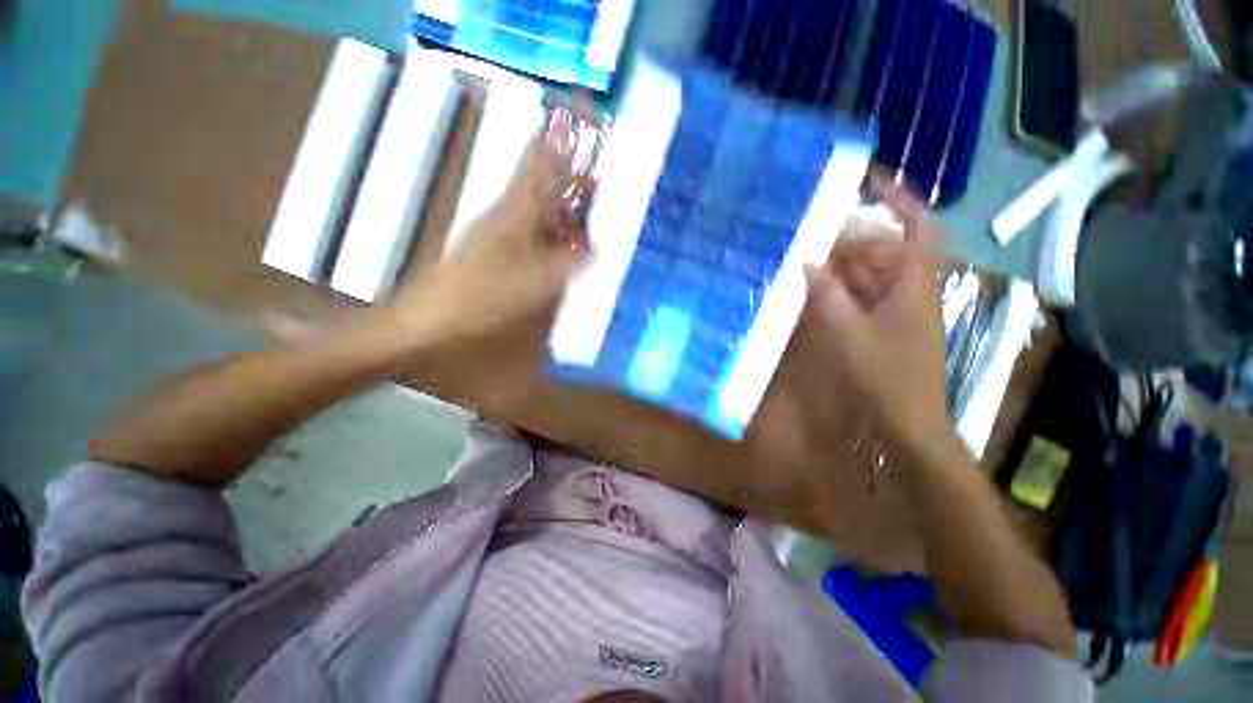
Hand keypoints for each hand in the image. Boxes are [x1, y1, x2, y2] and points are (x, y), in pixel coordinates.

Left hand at [389, 113, 592, 344]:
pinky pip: (530, 229)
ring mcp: (497, 228)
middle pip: (542, 183)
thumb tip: (599, 247)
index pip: (540, 162)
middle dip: (571, 181)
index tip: (583, 129)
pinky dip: (550, 232)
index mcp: (515, 209)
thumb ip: (570, 262)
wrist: (432, 313)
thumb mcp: (535, 280)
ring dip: (562, 208)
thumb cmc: (483, 293)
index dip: (561, 142)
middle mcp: (506, 211)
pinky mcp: (493, 246)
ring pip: (537, 207)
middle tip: (598, 188)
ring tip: (588, 220)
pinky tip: (562, 248)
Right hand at [802, 177, 949, 451]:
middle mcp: (908, 288)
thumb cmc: (887, 376)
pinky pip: (860, 295)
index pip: (918, 227)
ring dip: (840, 264)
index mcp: (914, 284)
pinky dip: (838, 288)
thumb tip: (806, 264)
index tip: (870, 181)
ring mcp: (895, 308)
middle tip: (811, 229)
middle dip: (851, 235)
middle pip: (884, 248)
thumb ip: (826, 297)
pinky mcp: (882, 325)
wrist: (906, 422)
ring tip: (804, 255)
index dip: (900, 199)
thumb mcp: (850, 333)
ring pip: (869, 272)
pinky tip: (813, 288)